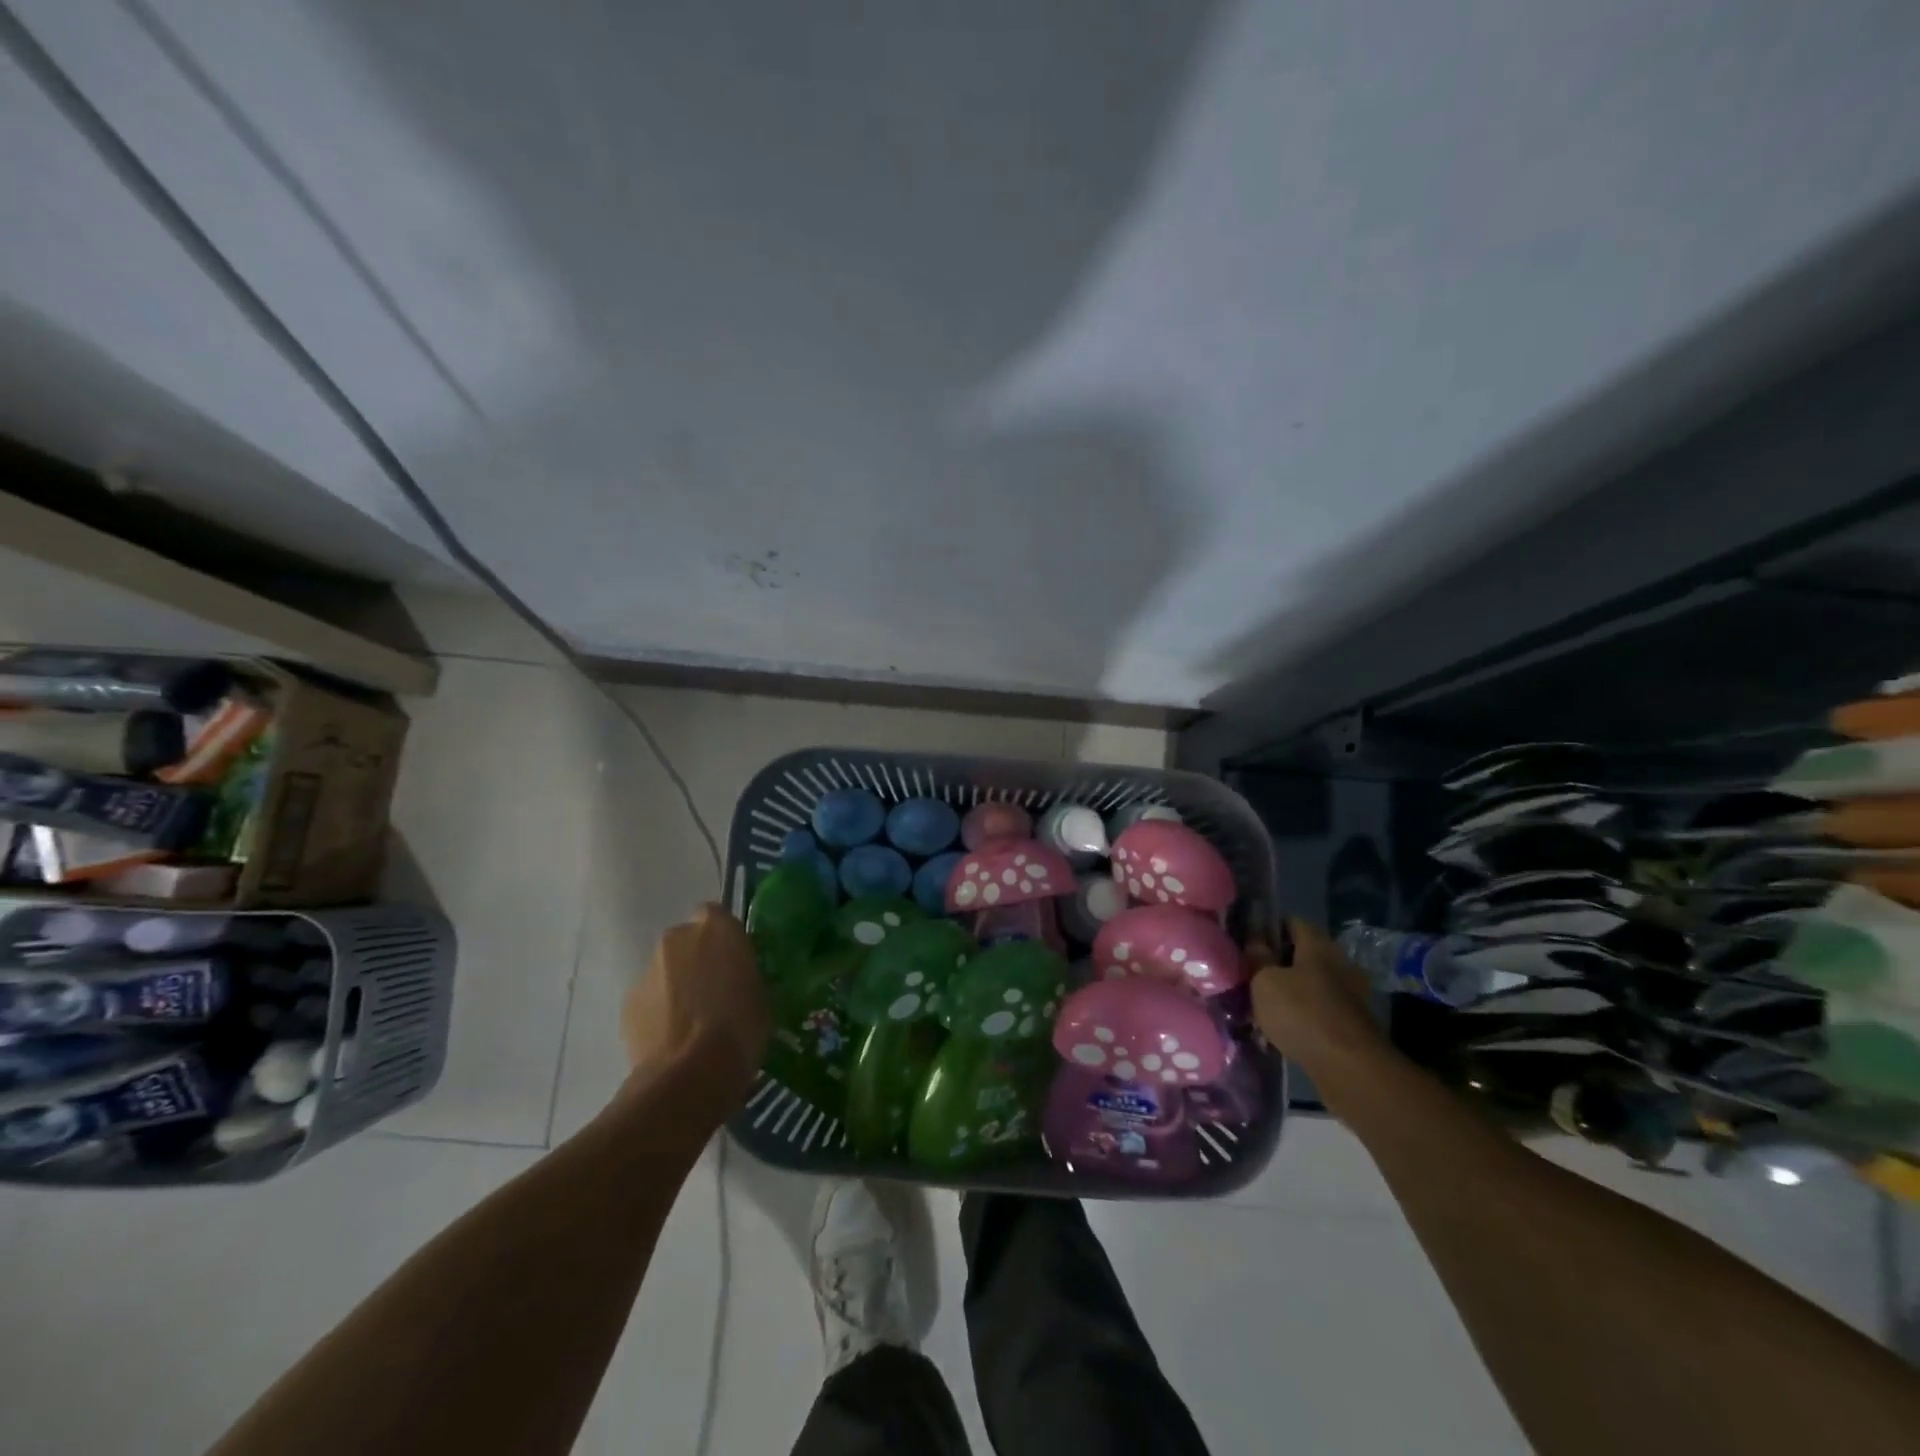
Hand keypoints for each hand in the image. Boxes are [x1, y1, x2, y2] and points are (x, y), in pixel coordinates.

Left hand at [622, 904, 769, 1110]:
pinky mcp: (627, 1003)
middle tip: (715, 992)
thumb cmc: (740, 1028)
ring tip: (693, 1025)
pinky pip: (650, 1000)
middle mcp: (677, 938)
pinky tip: (673, 1042)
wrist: (690, 1076)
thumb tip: (738, 979)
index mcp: (716, 928)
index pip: (717, 915)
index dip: (724, 938)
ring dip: (677, 988)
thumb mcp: (762, 995)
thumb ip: (745, 974)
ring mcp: (647, 970)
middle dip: (698, 961)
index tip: (734, 961)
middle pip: (687, 942)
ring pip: (666, 972)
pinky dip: (659, 1013)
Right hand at [1249, 917, 1387, 1072]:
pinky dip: (1301, 1013)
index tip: (1246, 939)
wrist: (1349, 1068)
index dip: (1268, 926)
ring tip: (1260, 1003)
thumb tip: (1254, 937)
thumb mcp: (1265, 980)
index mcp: (1318, 945)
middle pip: (1302, 954)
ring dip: (1288, 990)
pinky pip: (1318, 1009)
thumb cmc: (1302, 1013)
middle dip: (1277, 962)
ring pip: (1310, 984)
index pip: (1292, 922)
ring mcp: (1349, 995)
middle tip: (1249, 973)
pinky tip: (1280, 1026)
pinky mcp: (1350, 1024)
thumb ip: (1257, 957)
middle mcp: (1338, 963)